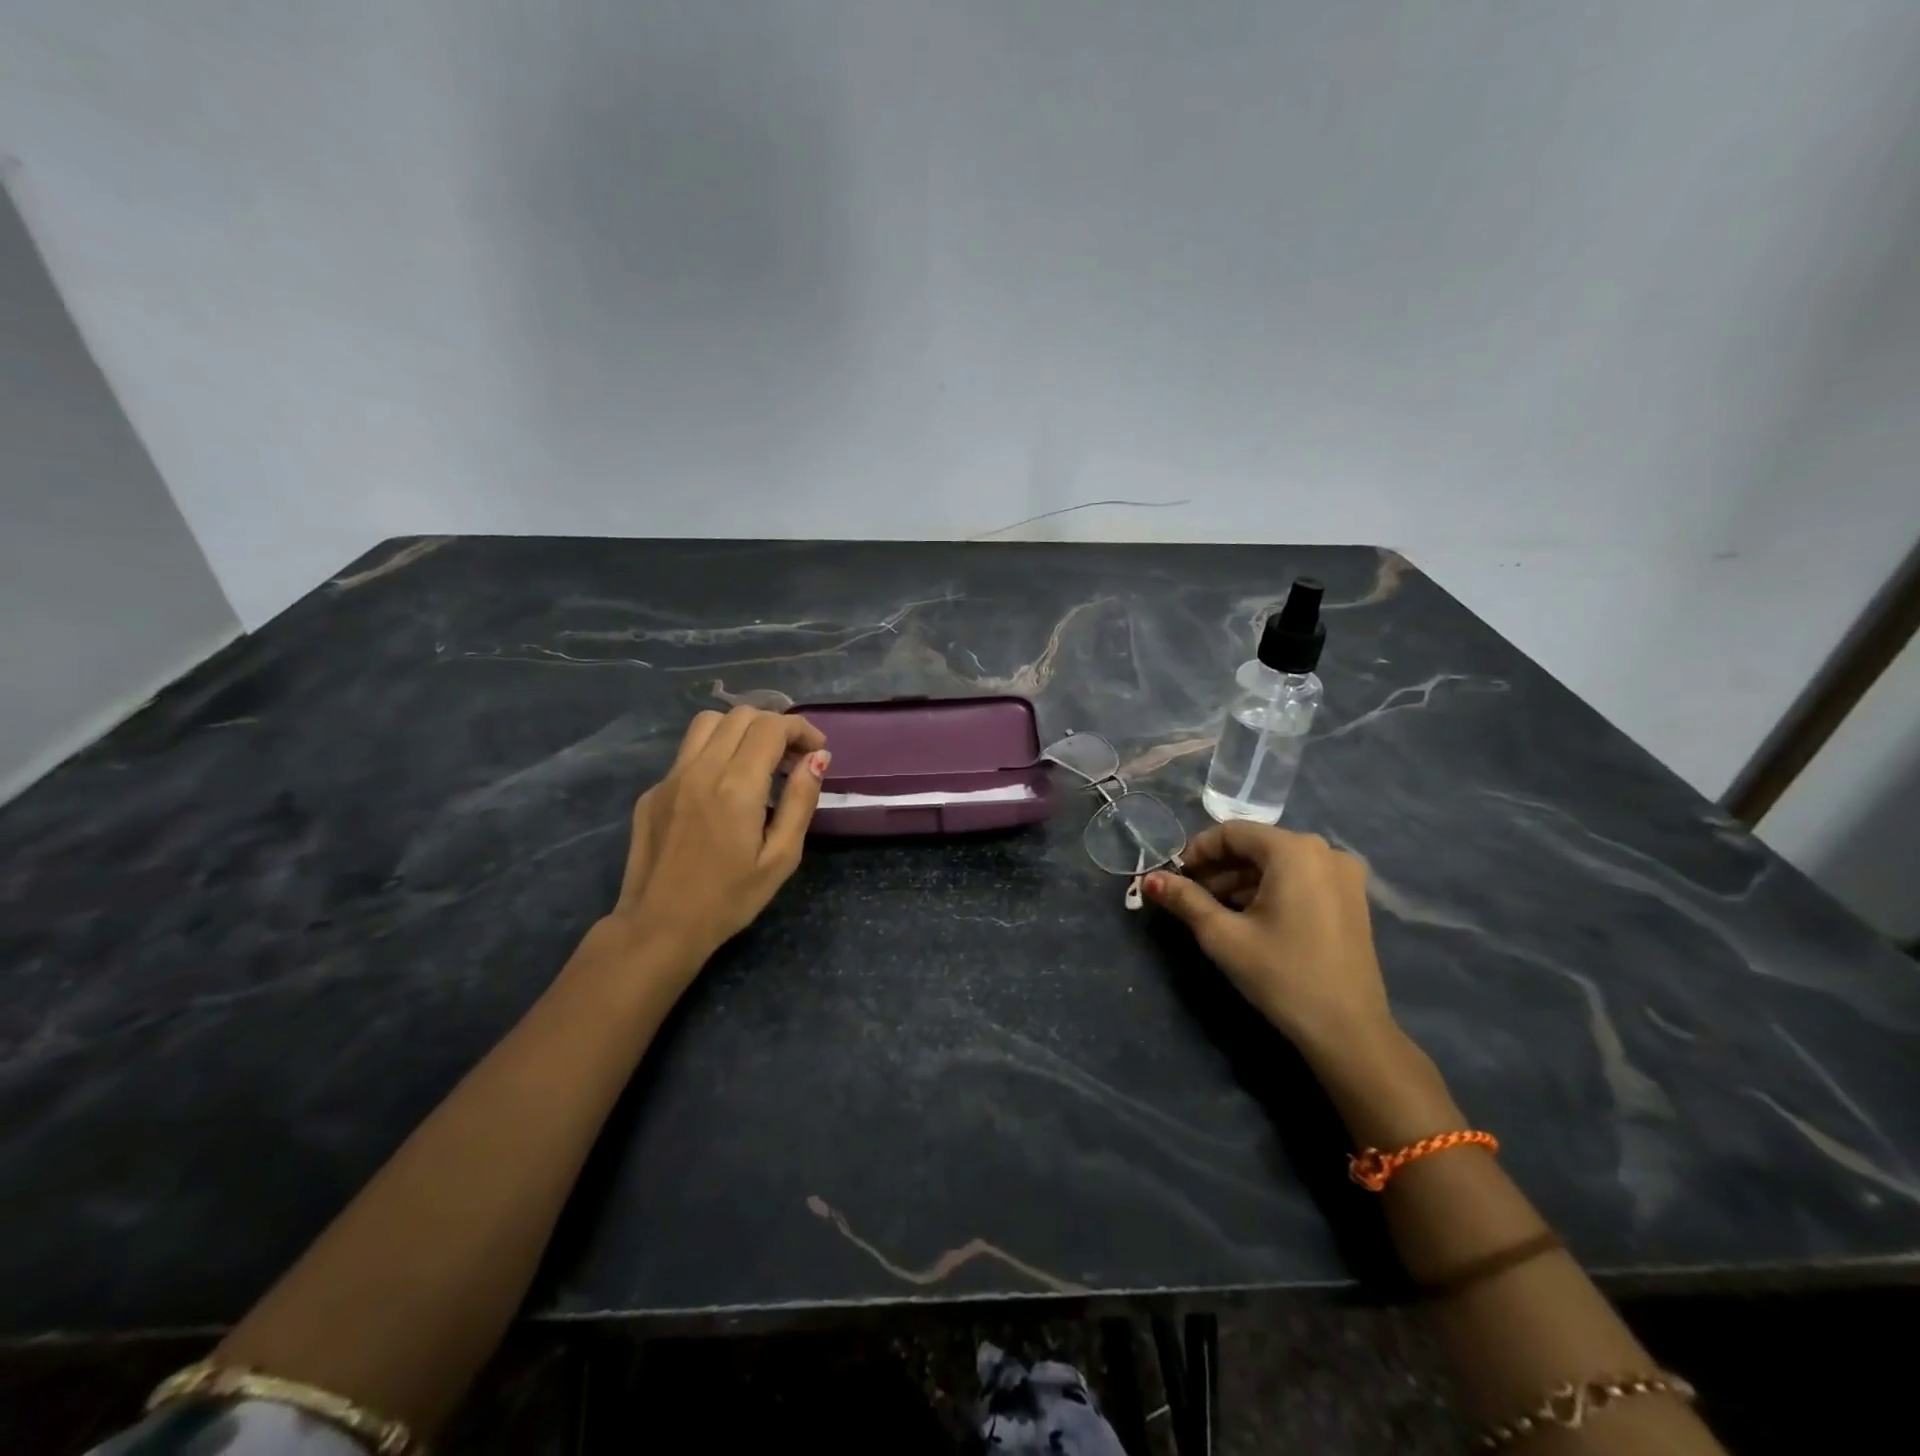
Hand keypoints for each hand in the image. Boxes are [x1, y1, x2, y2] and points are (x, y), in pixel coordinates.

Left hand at [607, 708, 829, 965]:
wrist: (658, 927)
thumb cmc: (729, 899)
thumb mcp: (781, 857)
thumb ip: (800, 801)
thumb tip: (817, 758)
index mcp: (737, 785)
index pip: (772, 727)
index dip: (801, 728)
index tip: (816, 749)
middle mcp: (701, 769)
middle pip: (742, 715)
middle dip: (774, 726)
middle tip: (791, 758)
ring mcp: (670, 778)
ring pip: (708, 723)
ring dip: (741, 730)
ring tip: (757, 761)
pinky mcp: (653, 791)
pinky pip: (688, 753)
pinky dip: (714, 753)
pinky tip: (723, 790)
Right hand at [1144, 823, 1392, 1055]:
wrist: (1348, 1032)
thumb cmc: (1282, 975)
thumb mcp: (1223, 936)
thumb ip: (1185, 899)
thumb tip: (1150, 879)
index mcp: (1294, 850)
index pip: (1232, 833)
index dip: (1197, 851)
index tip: (1174, 877)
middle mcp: (1324, 851)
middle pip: (1256, 846)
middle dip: (1218, 867)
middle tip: (1189, 895)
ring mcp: (1344, 874)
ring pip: (1278, 863)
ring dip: (1242, 880)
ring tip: (1214, 909)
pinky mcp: (1352, 898)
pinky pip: (1300, 878)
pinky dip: (1270, 889)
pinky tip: (1249, 916)